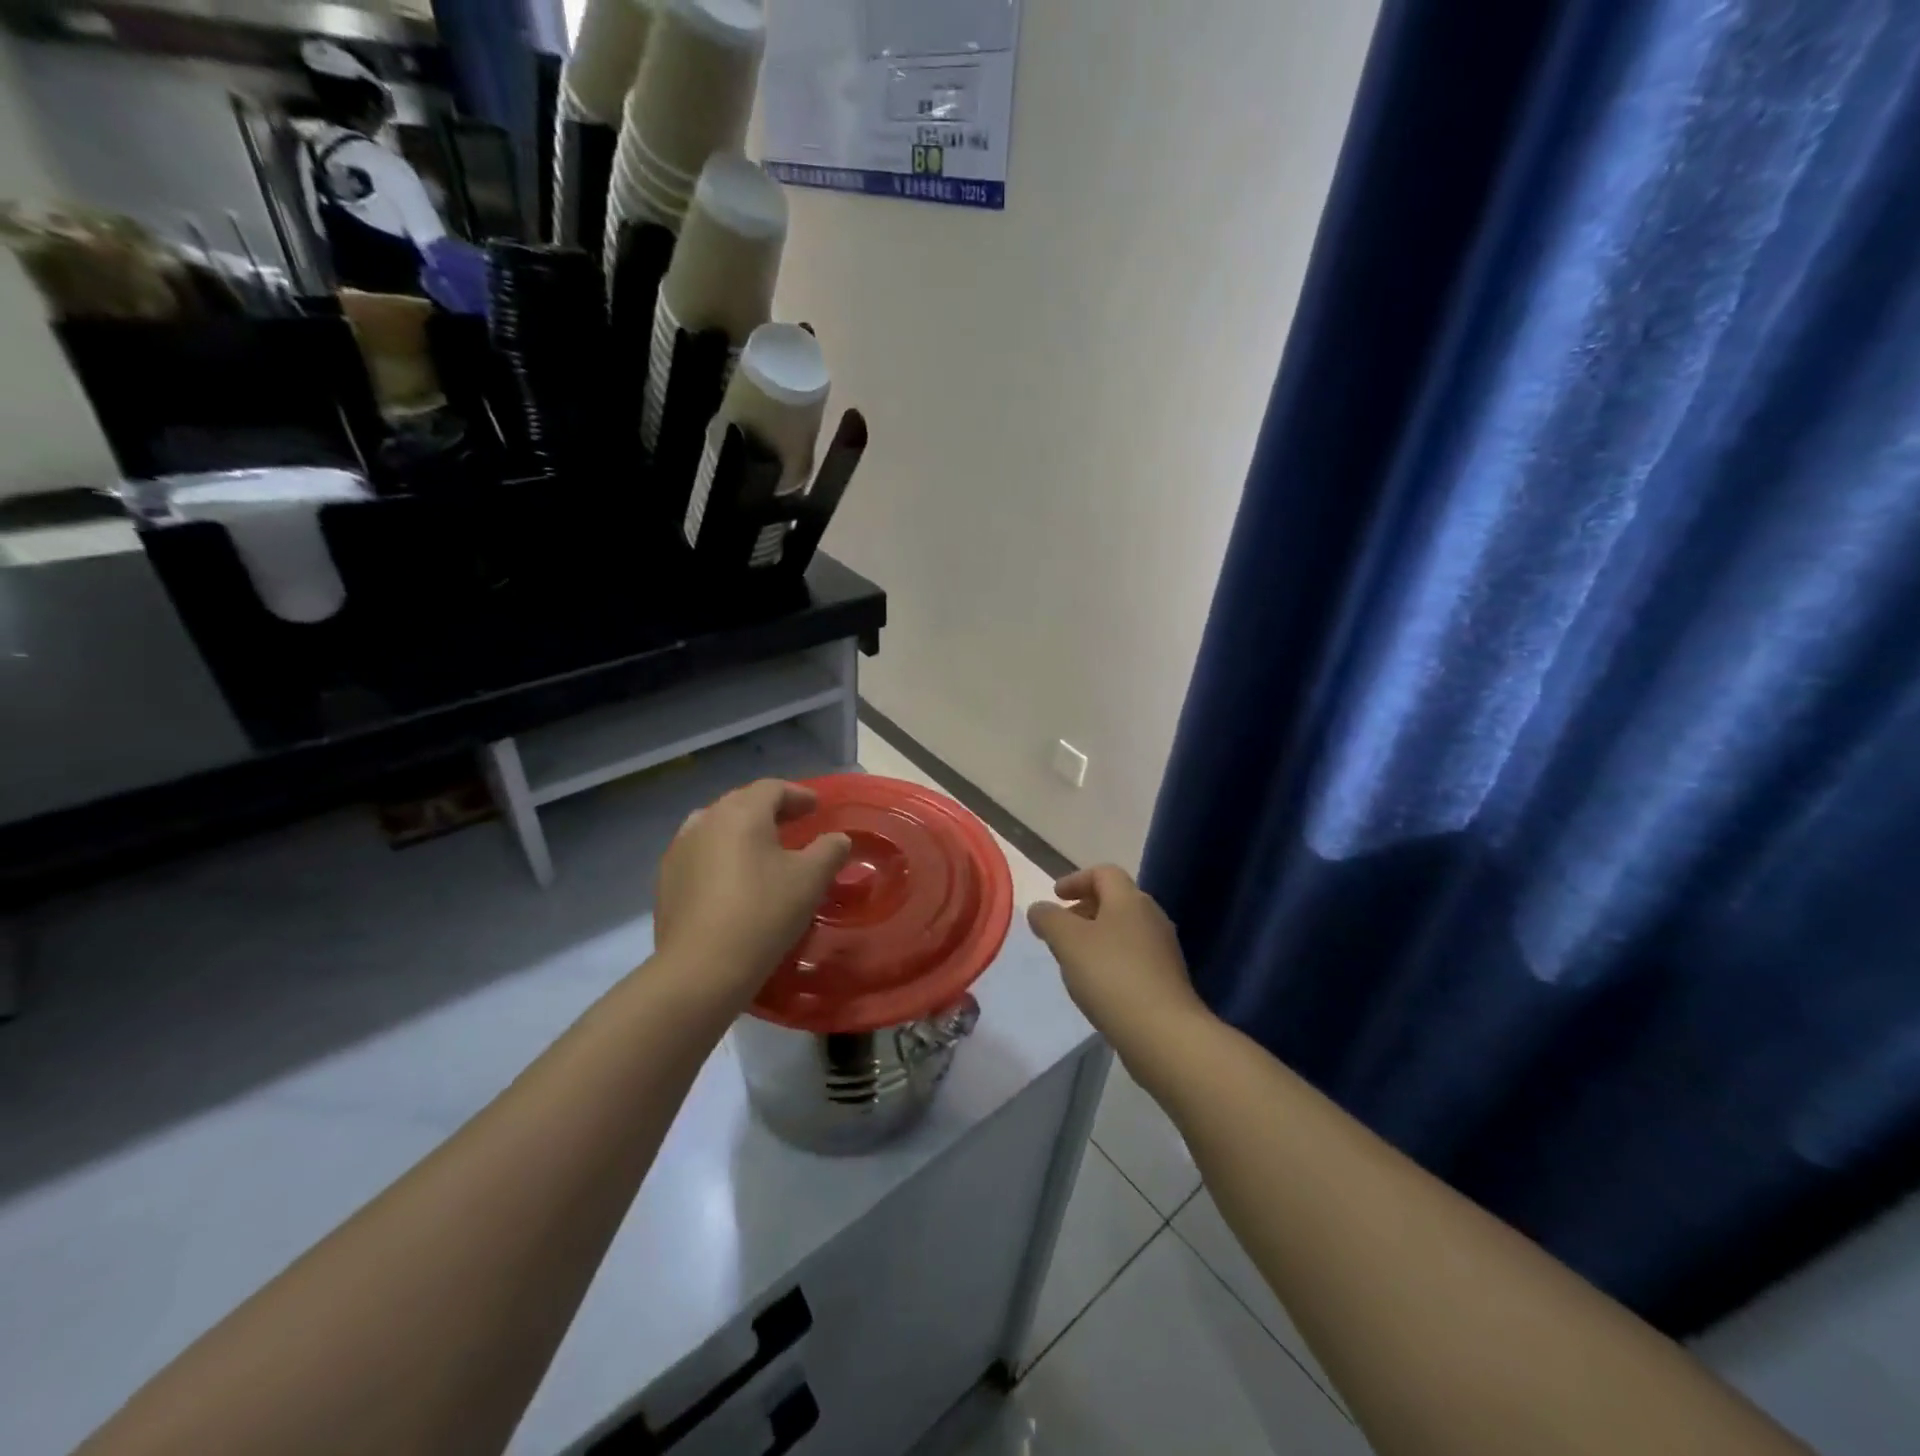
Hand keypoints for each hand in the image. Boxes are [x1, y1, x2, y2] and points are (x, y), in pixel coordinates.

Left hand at [655, 780, 850, 998]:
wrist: (701, 968)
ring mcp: (679, 850)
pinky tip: (733, 879)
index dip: (798, 794)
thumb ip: (829, 850)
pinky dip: (721, 855)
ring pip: (716, 827)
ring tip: (761, 849)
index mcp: (741, 812)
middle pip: (741, 803)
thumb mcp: (811, 879)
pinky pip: (700, 854)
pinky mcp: (665, 881)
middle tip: (794, 824)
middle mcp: (705, 820)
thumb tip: (837, 839)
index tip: (816, 807)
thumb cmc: (763, 913)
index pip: (772, 788)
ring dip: (742, 831)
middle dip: (770, 810)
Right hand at [1028, 866, 1205, 1052]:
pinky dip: (1112, 958)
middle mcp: (1151, 916)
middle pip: (1116, 900)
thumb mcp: (1067, 941)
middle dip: (1085, 909)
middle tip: (1062, 928)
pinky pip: (1134, 955)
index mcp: (1129, 899)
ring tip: (1075, 958)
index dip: (1076, 879)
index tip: (1056, 896)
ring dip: (1098, 935)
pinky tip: (1098, 984)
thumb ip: (1048, 918)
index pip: (1103, 872)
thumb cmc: (1111, 975)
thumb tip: (1040, 908)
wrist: (1163, 1031)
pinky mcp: (1168, 978)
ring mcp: (1164, 948)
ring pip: (1125, 929)